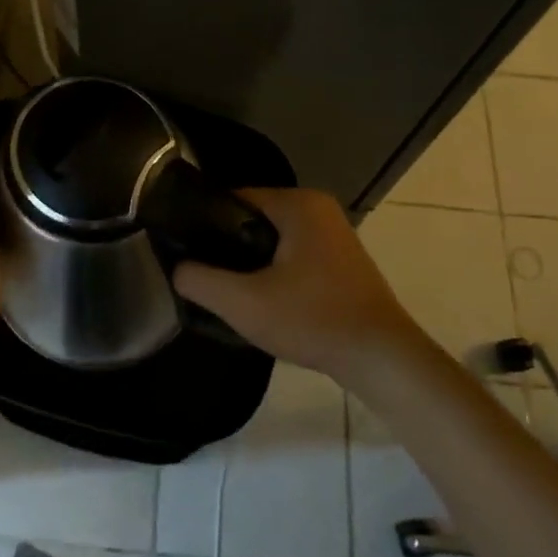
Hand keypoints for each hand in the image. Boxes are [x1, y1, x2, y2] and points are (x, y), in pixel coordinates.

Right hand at [173, 188, 419, 383]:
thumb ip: (200, 280)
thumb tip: (178, 268)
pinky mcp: (341, 260)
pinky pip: (294, 254)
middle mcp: (318, 208)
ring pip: (274, 239)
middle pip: (253, 218)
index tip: (185, 249)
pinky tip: (262, 299)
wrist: (380, 358)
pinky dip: (275, 271)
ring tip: (227, 289)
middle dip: (227, 245)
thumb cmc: (312, 320)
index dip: (205, 222)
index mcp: (298, 204)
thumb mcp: (243, 303)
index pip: (234, 198)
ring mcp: (334, 234)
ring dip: (251, 261)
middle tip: (204, 275)